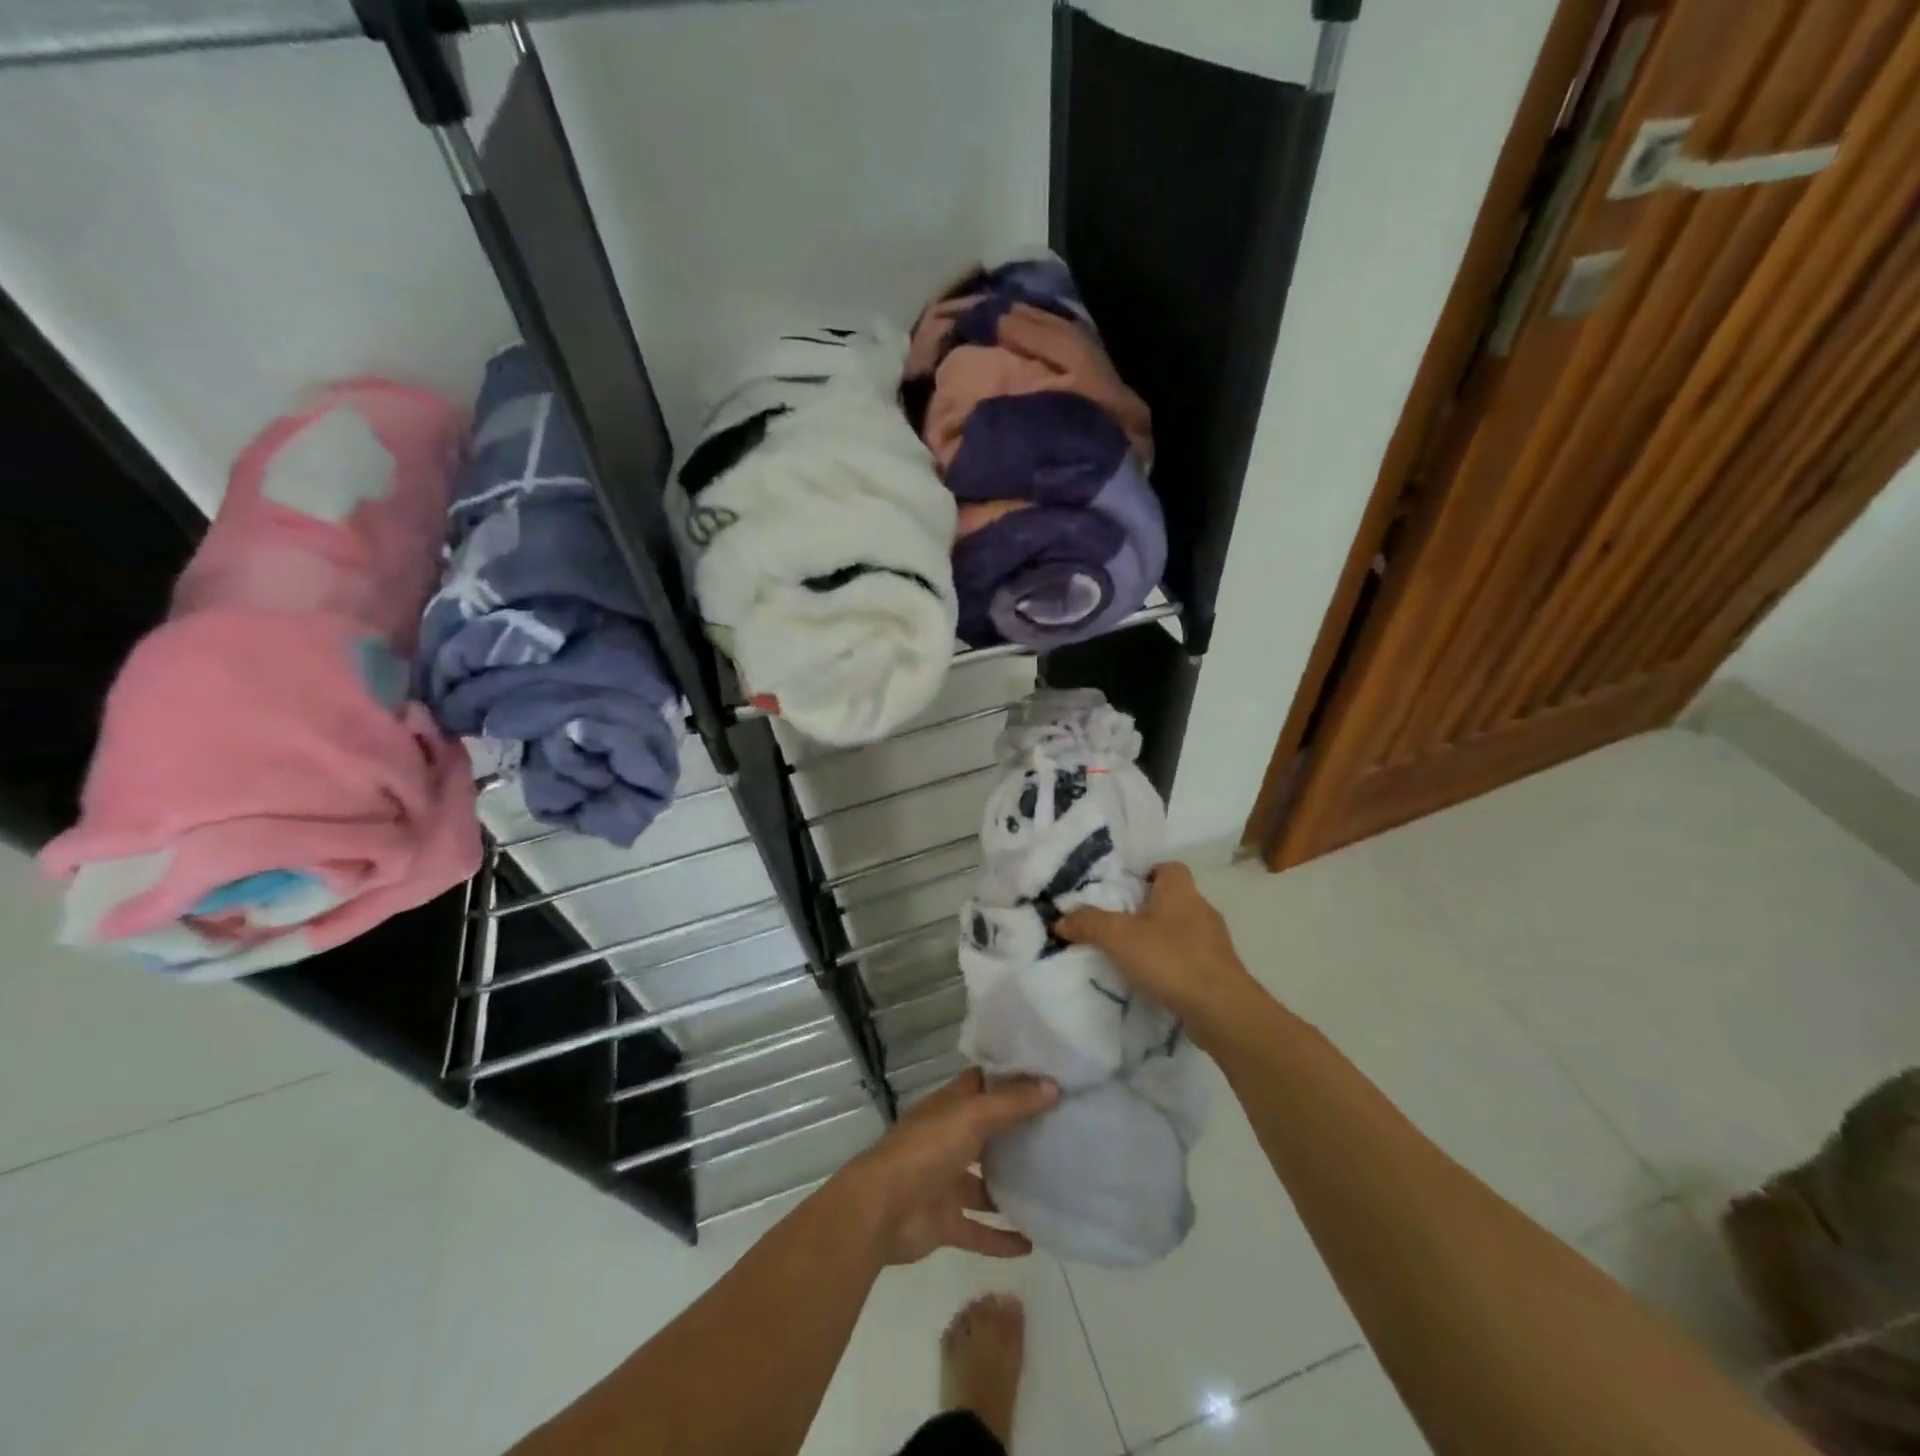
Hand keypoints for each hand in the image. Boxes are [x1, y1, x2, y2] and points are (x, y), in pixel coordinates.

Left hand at [839, 1068, 1058, 1265]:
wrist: (881, 1211)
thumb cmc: (926, 1150)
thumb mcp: (971, 1117)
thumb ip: (1011, 1104)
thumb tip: (1053, 1086)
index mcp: (950, 1108)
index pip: (982, 1084)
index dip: (1009, 1078)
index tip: (1046, 1076)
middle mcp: (949, 1140)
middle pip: (988, 1132)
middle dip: (1017, 1132)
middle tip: (1061, 1131)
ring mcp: (946, 1182)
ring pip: (985, 1183)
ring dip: (1011, 1187)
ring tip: (1053, 1186)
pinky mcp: (946, 1222)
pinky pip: (980, 1230)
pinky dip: (1002, 1237)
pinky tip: (1033, 1243)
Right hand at [1056, 861, 1258, 1031]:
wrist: (1221, 1009)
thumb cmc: (1170, 958)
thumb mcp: (1118, 937)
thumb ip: (1087, 923)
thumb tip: (1059, 920)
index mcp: (1180, 890)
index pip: (1168, 867)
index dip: (1146, 874)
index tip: (1123, 891)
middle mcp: (1201, 908)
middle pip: (1172, 899)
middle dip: (1147, 909)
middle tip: (1118, 924)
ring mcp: (1214, 941)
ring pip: (1181, 930)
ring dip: (1160, 939)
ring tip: (1132, 955)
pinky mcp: (1219, 970)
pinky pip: (1190, 957)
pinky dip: (1173, 964)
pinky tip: (1154, 980)